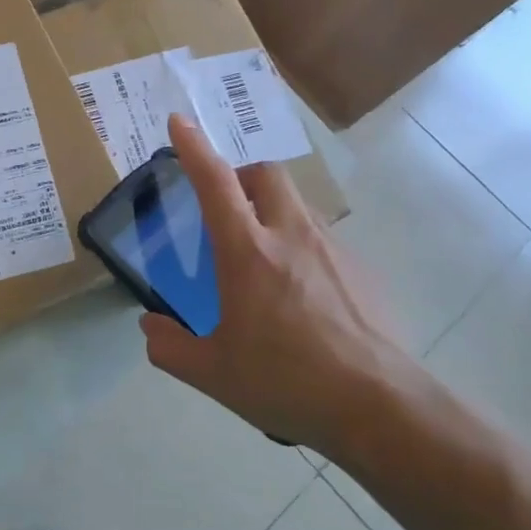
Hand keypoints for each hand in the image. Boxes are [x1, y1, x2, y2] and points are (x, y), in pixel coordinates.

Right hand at [139, 114, 422, 447]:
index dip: (194, 147)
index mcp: (249, 252)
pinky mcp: (362, 271)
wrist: (380, 408)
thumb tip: (150, 327)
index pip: (216, 183)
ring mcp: (333, 250)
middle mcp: (292, 236)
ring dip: (273, 213)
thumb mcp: (213, 373)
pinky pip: (323, 241)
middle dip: (242, 176)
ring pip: (298, 206)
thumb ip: (170, 347)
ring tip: (264, 262)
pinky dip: (303, 250)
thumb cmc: (286, 383)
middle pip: (267, 175)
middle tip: (228, 207)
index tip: (179, 121)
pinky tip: (303, 300)